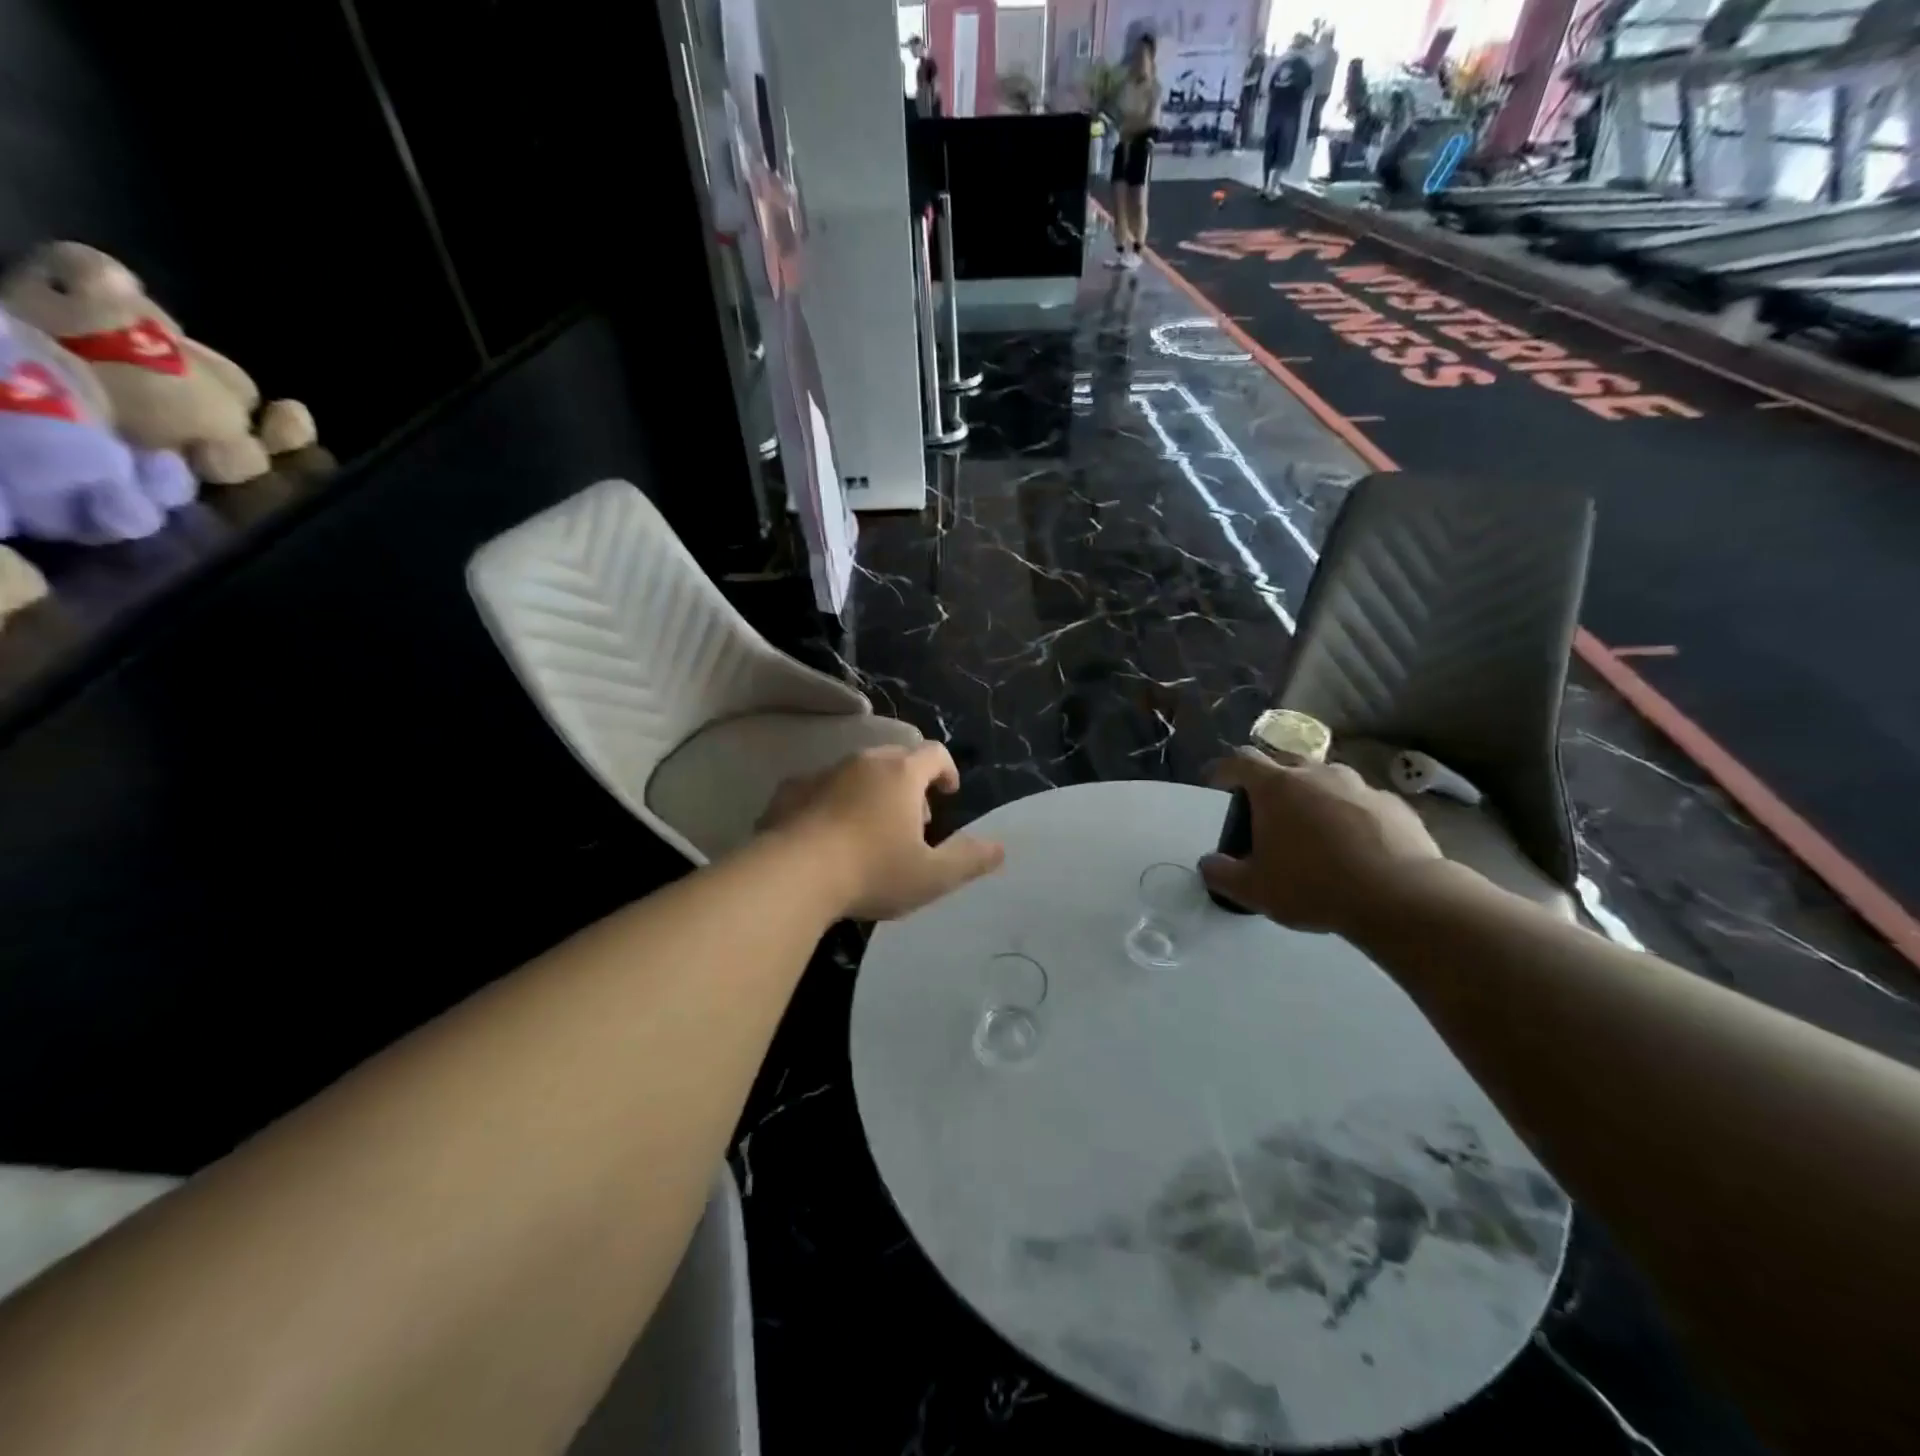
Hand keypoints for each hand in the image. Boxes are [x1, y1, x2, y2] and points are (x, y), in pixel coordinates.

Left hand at [759, 744, 1004, 920]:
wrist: (792, 875)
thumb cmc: (872, 871)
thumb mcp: (932, 876)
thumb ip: (970, 860)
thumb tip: (1000, 848)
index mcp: (901, 774)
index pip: (934, 753)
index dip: (946, 770)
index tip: (948, 793)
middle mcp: (863, 762)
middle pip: (895, 758)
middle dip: (909, 784)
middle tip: (912, 820)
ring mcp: (823, 773)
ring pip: (856, 772)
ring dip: (870, 793)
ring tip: (869, 832)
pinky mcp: (790, 791)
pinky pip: (819, 789)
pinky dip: (831, 803)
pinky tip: (827, 836)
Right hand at [1199, 747, 1442, 935]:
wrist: (1402, 897)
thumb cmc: (1314, 886)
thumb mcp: (1254, 889)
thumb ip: (1222, 874)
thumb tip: (1209, 864)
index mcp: (1276, 787)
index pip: (1239, 760)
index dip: (1223, 770)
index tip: (1216, 783)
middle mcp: (1316, 774)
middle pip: (1284, 763)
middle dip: (1269, 781)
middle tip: (1266, 811)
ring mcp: (1359, 785)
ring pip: (1326, 780)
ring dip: (1313, 796)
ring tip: (1313, 829)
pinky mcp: (1394, 804)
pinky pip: (1361, 802)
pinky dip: (1350, 815)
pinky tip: (1355, 845)